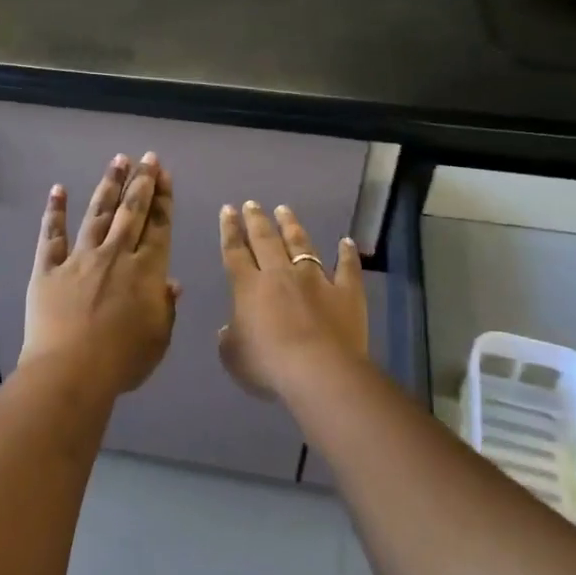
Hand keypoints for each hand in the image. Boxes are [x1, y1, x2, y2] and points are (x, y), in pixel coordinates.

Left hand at [22, 153, 180, 396]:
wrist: (71, 371)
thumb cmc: (123, 361)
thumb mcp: (158, 339)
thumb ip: (166, 308)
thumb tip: (171, 283)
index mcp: (147, 272)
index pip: (159, 227)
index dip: (164, 199)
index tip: (165, 175)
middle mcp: (115, 255)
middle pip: (131, 212)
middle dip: (141, 182)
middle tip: (147, 158)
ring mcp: (79, 259)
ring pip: (97, 214)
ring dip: (108, 186)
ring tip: (117, 161)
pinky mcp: (48, 269)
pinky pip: (51, 235)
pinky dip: (54, 211)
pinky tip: (58, 189)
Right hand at [218, 201, 367, 399]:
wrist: (318, 370)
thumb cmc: (268, 365)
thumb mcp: (234, 357)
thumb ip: (229, 339)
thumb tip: (228, 328)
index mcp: (249, 288)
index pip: (235, 252)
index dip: (229, 231)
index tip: (228, 210)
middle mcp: (280, 275)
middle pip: (266, 240)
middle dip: (257, 220)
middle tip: (252, 204)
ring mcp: (316, 280)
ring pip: (301, 245)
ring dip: (292, 226)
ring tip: (285, 210)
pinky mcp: (346, 292)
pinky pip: (347, 268)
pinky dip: (347, 254)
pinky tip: (346, 242)